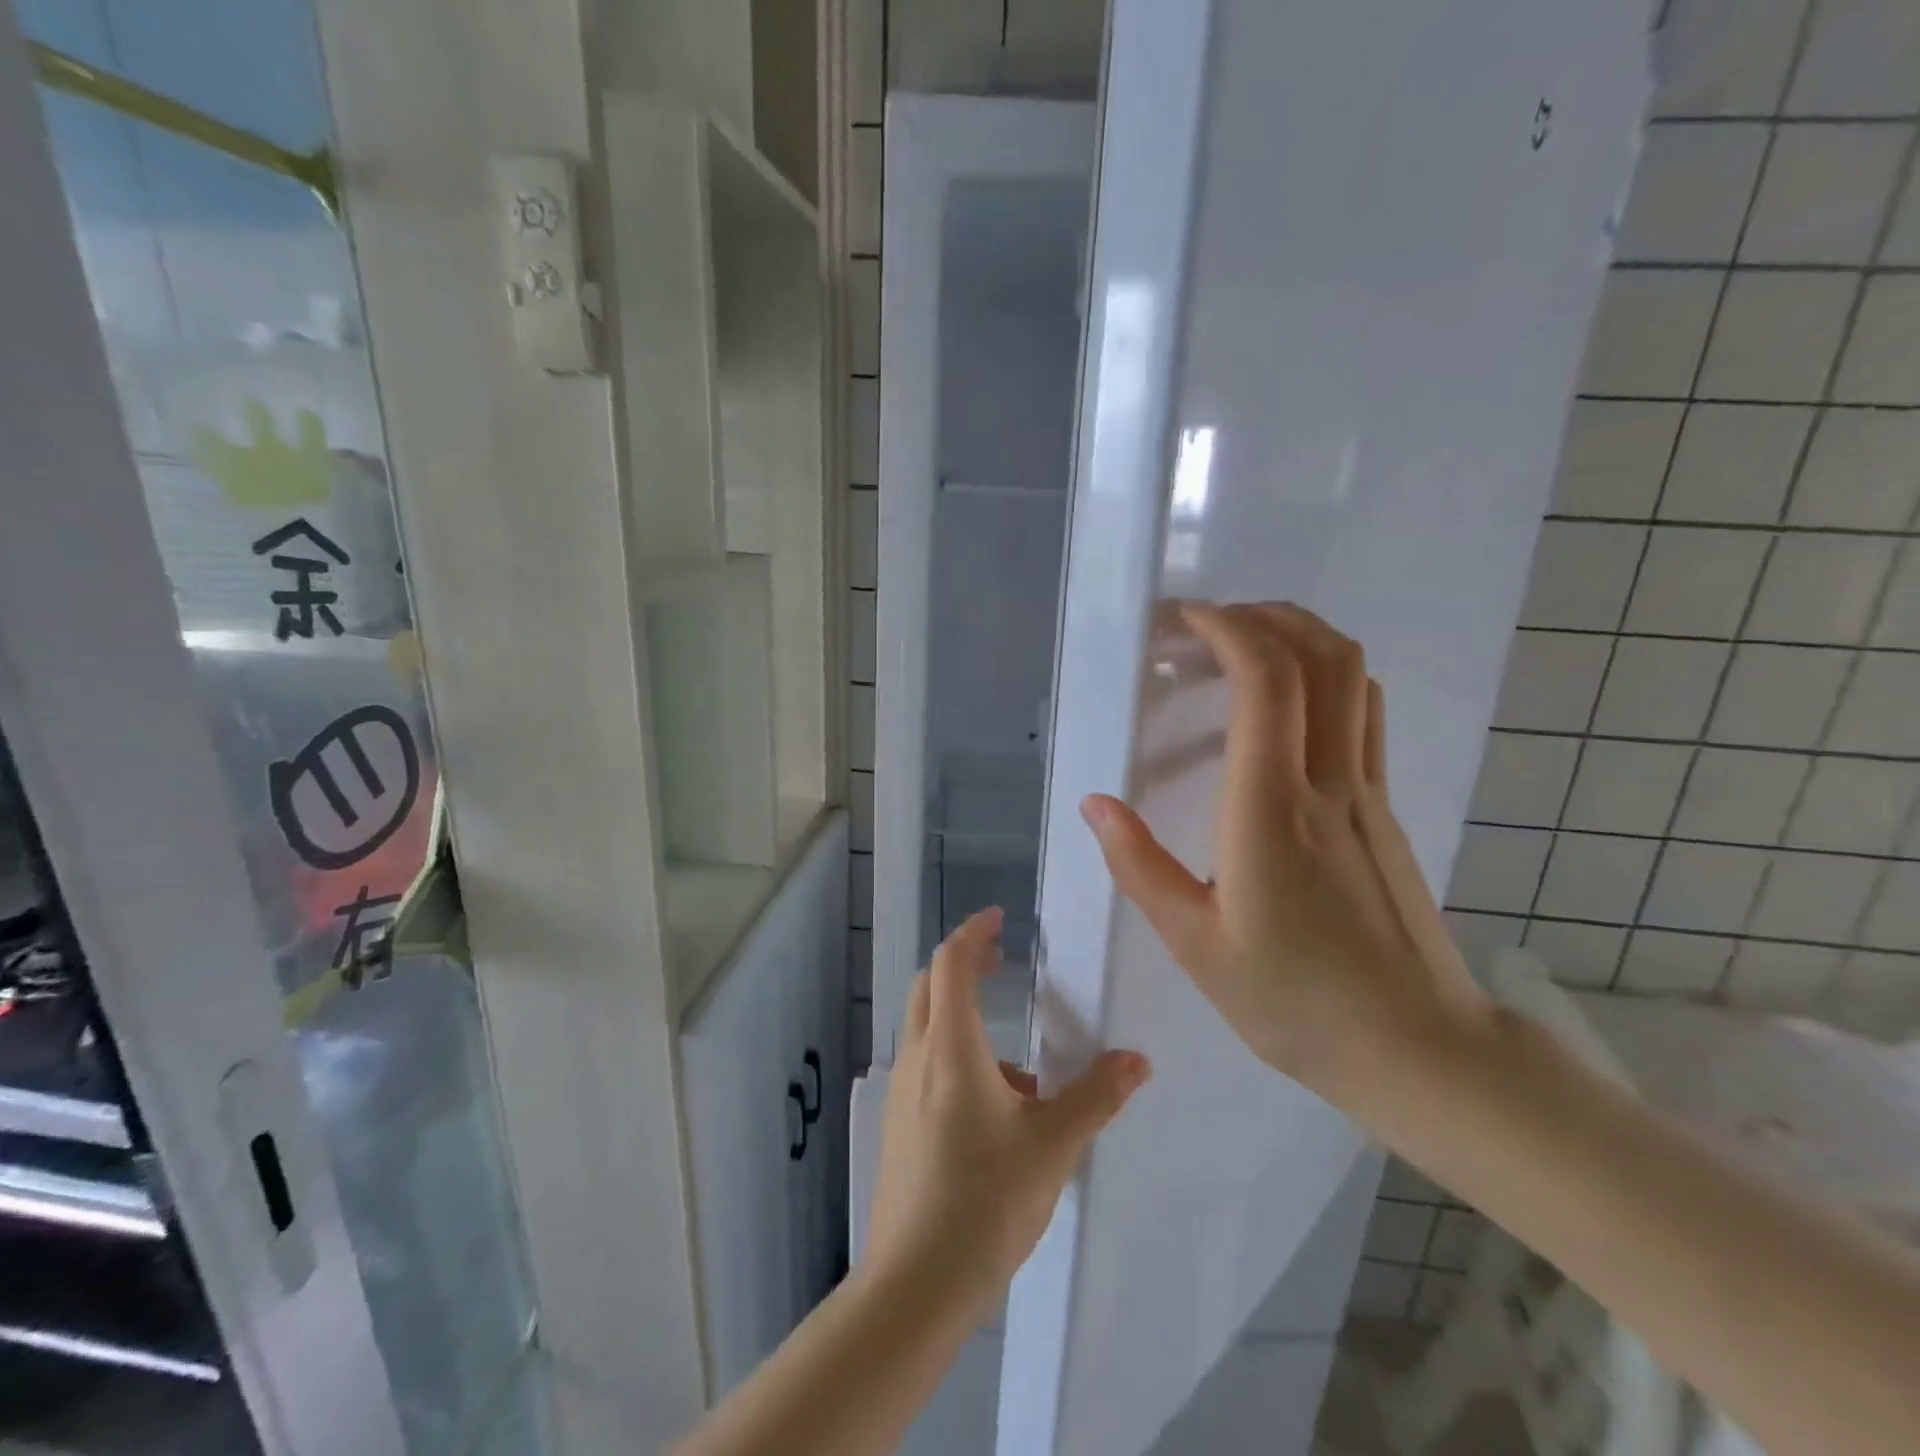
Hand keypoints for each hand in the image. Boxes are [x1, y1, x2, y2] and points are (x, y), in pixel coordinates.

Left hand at [866, 908, 1150, 1320]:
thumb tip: (1137, 1060)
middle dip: (964, 965)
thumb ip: (1097, 1096)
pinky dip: (959, 1063)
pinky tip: (998, 1118)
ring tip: (1023, 1075)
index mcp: (951, 1047)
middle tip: (1002, 962)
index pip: (951, 963)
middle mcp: (919, 1058)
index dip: (973, 933)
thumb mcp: (1054, 1144)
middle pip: (930, 986)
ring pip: (929, 1030)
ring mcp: (901, 1092)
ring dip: (966, 1022)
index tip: (999, 918)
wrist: (917, 1282)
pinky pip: (928, 1069)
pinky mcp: (898, 1125)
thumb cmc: (986, 1199)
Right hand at [1080, 602, 1489, 1110]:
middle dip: (1268, 617)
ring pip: (1356, 678)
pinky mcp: (1386, 810)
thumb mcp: (1195, 945)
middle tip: (1212, 621)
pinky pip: (1365, 714)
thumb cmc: (1294, 1002)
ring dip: (1305, 638)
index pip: (1265, 684)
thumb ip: (1139, 866)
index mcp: (1270, 811)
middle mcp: (1328, 784)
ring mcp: (1368, 793)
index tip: (1185, 619)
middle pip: (1323, 658)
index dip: (1228, 631)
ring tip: (1249, 643)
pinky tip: (1290, 704)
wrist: (1418, 1050)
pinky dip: (1328, 678)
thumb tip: (1095, 803)